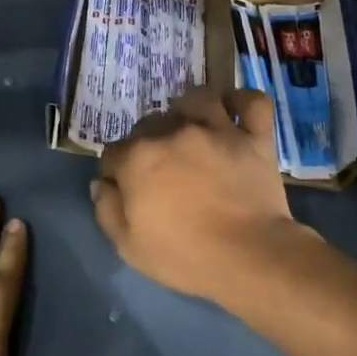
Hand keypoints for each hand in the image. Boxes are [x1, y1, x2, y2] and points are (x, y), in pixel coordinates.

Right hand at [93, 87, 314, 306]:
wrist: (249, 257)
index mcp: (139, 158)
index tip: (125, 188)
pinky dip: (243, 102)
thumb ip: (107, 209)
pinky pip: (251, 102)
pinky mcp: (254, 137)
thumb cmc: (185, 256)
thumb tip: (102, 183)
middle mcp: (174, 132)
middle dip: (149, 141)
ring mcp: (218, 130)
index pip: (113, 152)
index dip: (116, 170)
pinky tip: (234, 114)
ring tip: (192, 128)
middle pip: (151, 122)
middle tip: (161, 167)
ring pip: (198, 99)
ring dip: (189, 110)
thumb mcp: (128, 246)